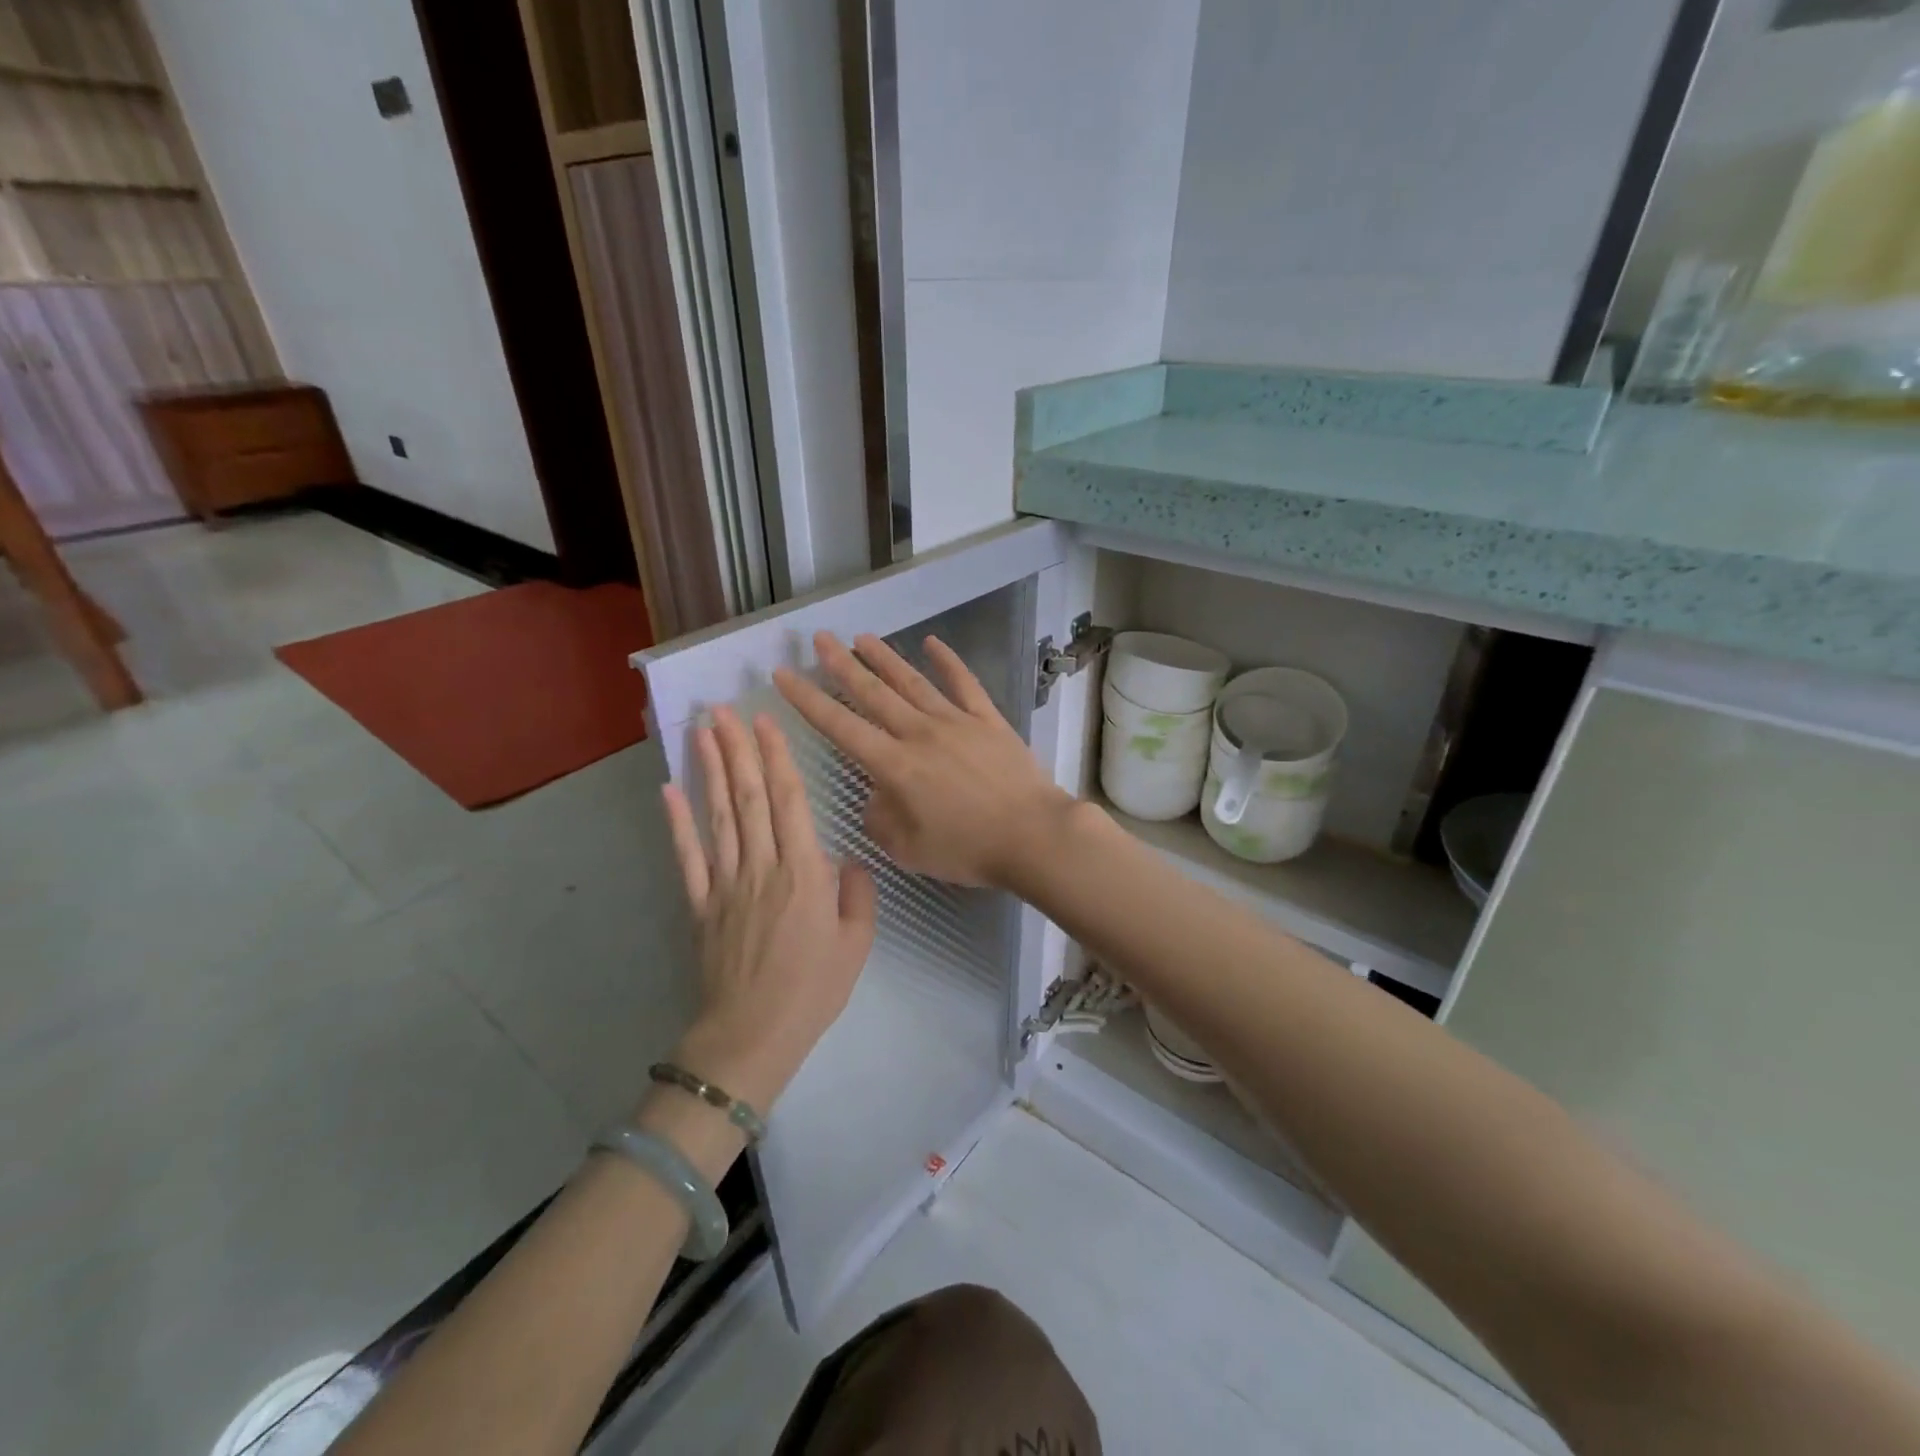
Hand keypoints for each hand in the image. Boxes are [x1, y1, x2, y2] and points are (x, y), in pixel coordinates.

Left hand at [660, 706, 877, 1113]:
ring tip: (704, 732)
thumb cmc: (812, 990)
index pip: (789, 802)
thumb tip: (848, 860)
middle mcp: (763, 866)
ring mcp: (725, 883)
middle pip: (748, 797)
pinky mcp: (699, 904)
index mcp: (804, 873)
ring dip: (711, 770)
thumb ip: (857, 895)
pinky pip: (688, 856)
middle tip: (725, 710)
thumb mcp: (856, 945)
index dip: (777, 759)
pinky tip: (670, 790)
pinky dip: (677, 822)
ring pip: (718, 816)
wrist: (752, 1036)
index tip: (766, 723)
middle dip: (738, 749)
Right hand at [774, 632, 1075, 888]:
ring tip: (861, 637)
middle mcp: (919, 734)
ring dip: (885, 658)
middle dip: (842, 665)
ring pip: (912, 682)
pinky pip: (965, 684)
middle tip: (820, 638)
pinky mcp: (988, 720)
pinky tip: (933, 643)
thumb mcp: (908, 849)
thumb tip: (876, 795)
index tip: (784, 674)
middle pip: (873, 694)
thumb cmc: (968, 849)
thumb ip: (880, 819)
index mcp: (895, 766)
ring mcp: (956, 721)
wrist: (1033, 835)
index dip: (808, 700)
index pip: (841, 727)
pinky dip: (948, 661)